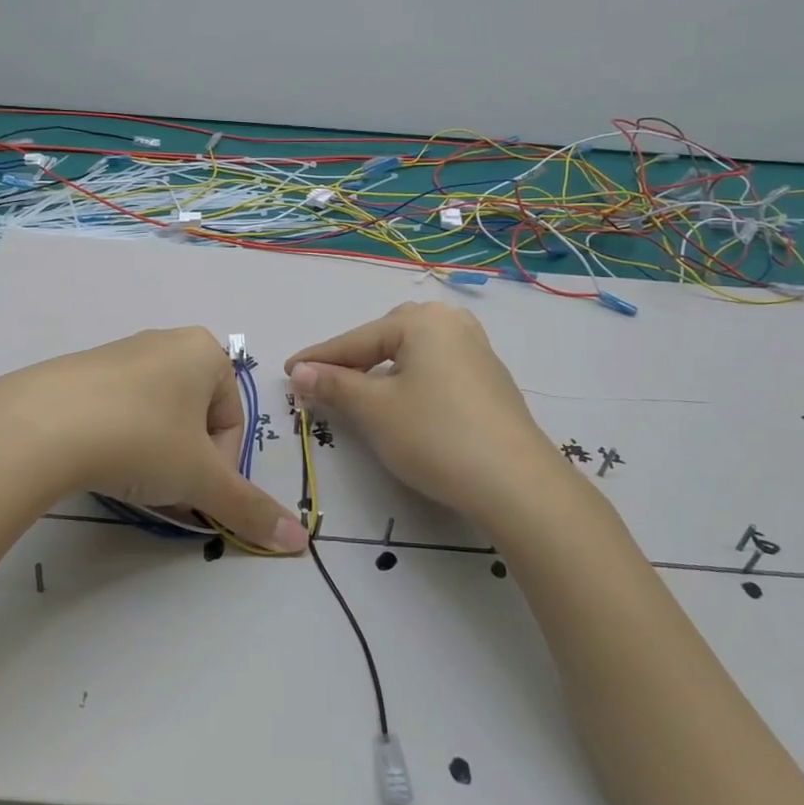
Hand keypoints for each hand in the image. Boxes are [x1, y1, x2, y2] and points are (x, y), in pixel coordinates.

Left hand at [0, 327, 307, 551]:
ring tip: (129, 481)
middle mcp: (167, 342)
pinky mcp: (81, 370)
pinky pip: (119, 410)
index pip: (231, 423)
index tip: (191, 491)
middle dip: (186, 463)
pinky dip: (120, 440)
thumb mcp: (201, 477)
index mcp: (205, 352)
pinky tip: (98, 462)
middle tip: (163, 491)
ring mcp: (121, 353)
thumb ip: (250, 508)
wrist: (42, 425)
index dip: (218, 468)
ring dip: (155, 456)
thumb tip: (299, 541)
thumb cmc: (142, 438)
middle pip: (196, 420)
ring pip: (158, 417)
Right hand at [287, 302, 567, 527]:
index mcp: (422, 321)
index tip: (287, 372)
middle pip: (386, 338)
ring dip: (381, 371)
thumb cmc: (434, 435)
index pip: (356, 340)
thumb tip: (299, 372)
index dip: (318, 359)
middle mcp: (451, 324)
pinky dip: (410, 382)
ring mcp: (476, 351)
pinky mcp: (490, 381)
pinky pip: (436, 370)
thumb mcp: (375, 410)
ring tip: (359, 393)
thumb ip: (334, 385)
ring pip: (413, 354)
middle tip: (325, 383)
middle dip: (353, 360)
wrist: (516, 484)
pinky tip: (404, 405)